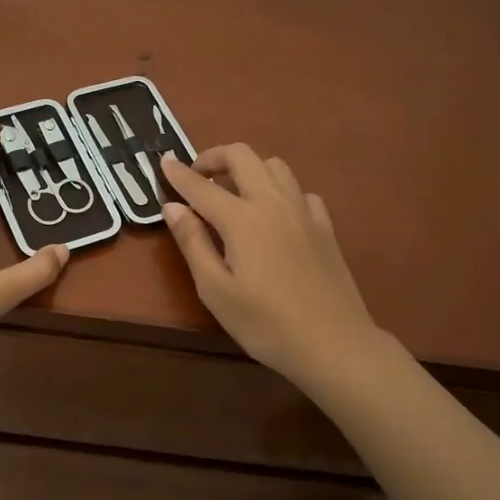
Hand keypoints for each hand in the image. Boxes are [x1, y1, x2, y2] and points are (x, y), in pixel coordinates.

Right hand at [159, 145, 382, 388]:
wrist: (334, 344)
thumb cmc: (266, 324)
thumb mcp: (215, 290)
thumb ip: (193, 243)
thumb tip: (172, 207)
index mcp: (242, 219)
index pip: (202, 186)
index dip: (179, 174)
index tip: (164, 162)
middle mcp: (273, 203)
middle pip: (242, 156)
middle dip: (214, 157)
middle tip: (197, 177)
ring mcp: (304, 211)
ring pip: (274, 166)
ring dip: (248, 169)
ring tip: (233, 194)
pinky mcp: (324, 226)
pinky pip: (299, 191)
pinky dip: (279, 191)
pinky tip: (274, 216)